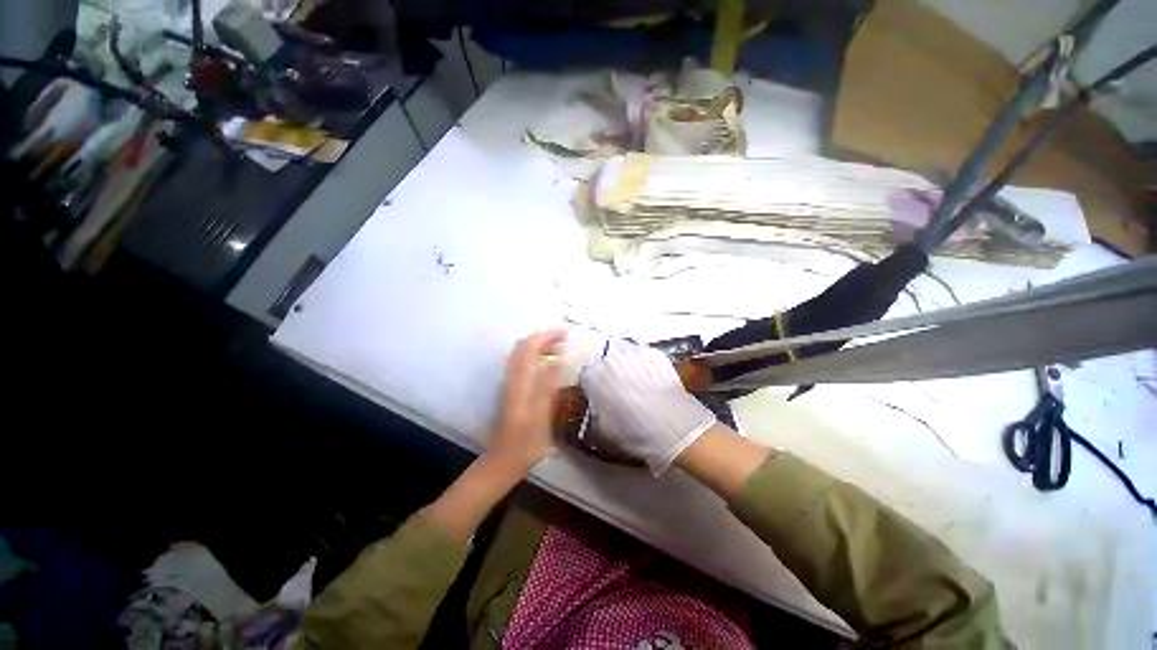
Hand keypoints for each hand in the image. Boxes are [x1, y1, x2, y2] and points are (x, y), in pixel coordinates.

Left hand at [488, 329, 566, 475]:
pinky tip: (550, 365)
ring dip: (540, 346)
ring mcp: (510, 383)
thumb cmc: (526, 443)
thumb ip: (547, 386)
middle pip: (523, 347)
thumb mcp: (541, 416)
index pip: (528, 348)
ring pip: (522, 354)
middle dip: (544, 338)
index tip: (565, 332)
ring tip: (561, 349)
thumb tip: (557, 360)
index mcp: (519, 383)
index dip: (546, 336)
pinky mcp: (512, 389)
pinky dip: (537, 356)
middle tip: (565, 340)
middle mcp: (512, 378)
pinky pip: (523, 363)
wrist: (504, 459)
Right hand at [581, 340, 716, 474]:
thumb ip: (596, 413)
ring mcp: (635, 353)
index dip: (591, 386)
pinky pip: (642, 356)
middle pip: (604, 361)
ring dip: (625, 367)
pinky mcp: (656, 355)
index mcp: (596, 377)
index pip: (586, 374)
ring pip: (623, 355)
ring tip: (634, 385)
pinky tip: (648, 381)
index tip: (597, 394)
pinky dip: (642, 365)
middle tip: (616, 390)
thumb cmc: (637, 432)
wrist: (675, 428)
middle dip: (608, 374)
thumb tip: (597, 409)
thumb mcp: (606, 430)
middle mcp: (612, 359)